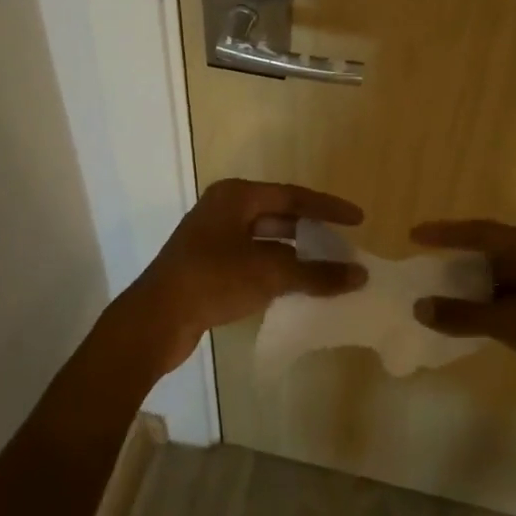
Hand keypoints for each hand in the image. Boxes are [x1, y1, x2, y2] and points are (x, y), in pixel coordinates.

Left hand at [127, 178, 367, 370]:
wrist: (156, 319)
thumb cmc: (213, 280)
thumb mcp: (269, 273)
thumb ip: (316, 273)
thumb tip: (359, 275)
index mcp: (236, 196)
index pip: (293, 196)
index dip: (328, 208)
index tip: (358, 219)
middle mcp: (224, 209)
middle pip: (279, 214)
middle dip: (312, 230)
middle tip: (343, 245)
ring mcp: (213, 238)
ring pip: (266, 239)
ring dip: (296, 253)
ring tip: (327, 268)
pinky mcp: (209, 265)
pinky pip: (253, 259)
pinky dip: (277, 269)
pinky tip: (297, 286)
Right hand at [410, 220, 515, 450]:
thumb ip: (466, 314)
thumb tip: (420, 306)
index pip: (485, 233)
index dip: (448, 233)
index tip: (413, 235)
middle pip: (492, 255)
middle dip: (457, 261)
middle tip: (420, 269)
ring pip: (500, 285)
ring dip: (469, 292)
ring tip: (433, 299)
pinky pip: (509, 311)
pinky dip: (485, 315)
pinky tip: (463, 326)